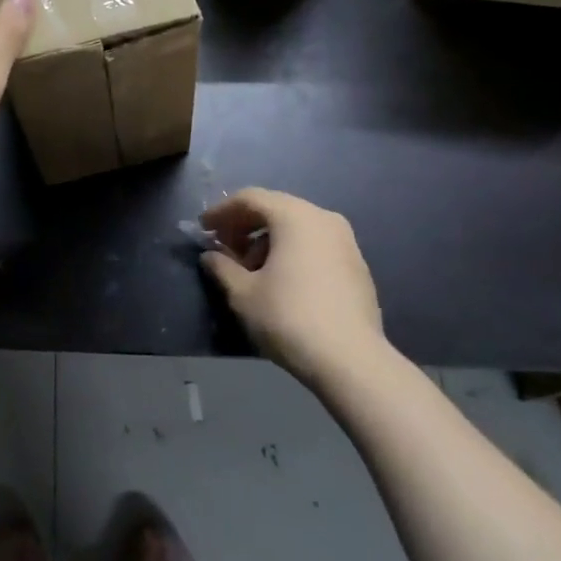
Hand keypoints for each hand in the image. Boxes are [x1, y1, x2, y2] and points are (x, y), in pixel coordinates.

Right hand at [201, 189, 394, 387]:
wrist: (352, 362)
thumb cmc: (289, 318)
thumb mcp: (243, 293)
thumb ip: (222, 267)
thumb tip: (211, 256)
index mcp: (295, 216)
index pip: (250, 198)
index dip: (221, 211)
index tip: (203, 229)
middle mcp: (323, 218)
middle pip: (275, 208)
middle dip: (245, 225)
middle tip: (224, 247)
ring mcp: (346, 241)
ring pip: (297, 226)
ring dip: (268, 240)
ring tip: (250, 269)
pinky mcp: (357, 266)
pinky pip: (315, 244)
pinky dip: (292, 251)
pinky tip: (281, 280)